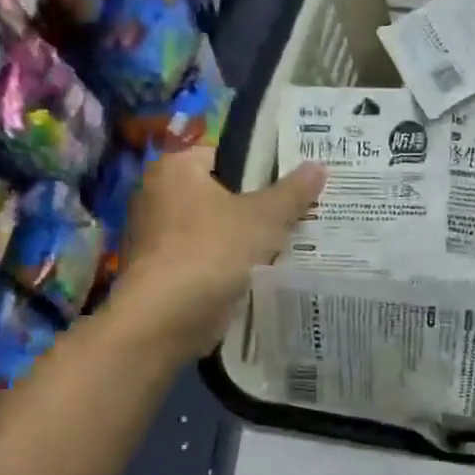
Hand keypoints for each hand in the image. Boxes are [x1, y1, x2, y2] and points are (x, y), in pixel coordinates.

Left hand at [114, 148, 325, 358]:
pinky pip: (205, 259)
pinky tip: (259, 275)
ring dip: (243, 240)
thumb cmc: (212, 251)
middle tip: (296, 216)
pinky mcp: (161, 272)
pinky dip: (227, 266)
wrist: (166, 318)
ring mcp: (155, 236)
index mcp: (175, 168)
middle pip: (220, 194)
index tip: (290, 185)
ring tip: (287, 246)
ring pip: (214, 230)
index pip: (222, 155)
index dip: (258, 168)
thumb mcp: (264, 217)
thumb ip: (293, 192)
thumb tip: (319, 165)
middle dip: (255, 207)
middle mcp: (157, 195)